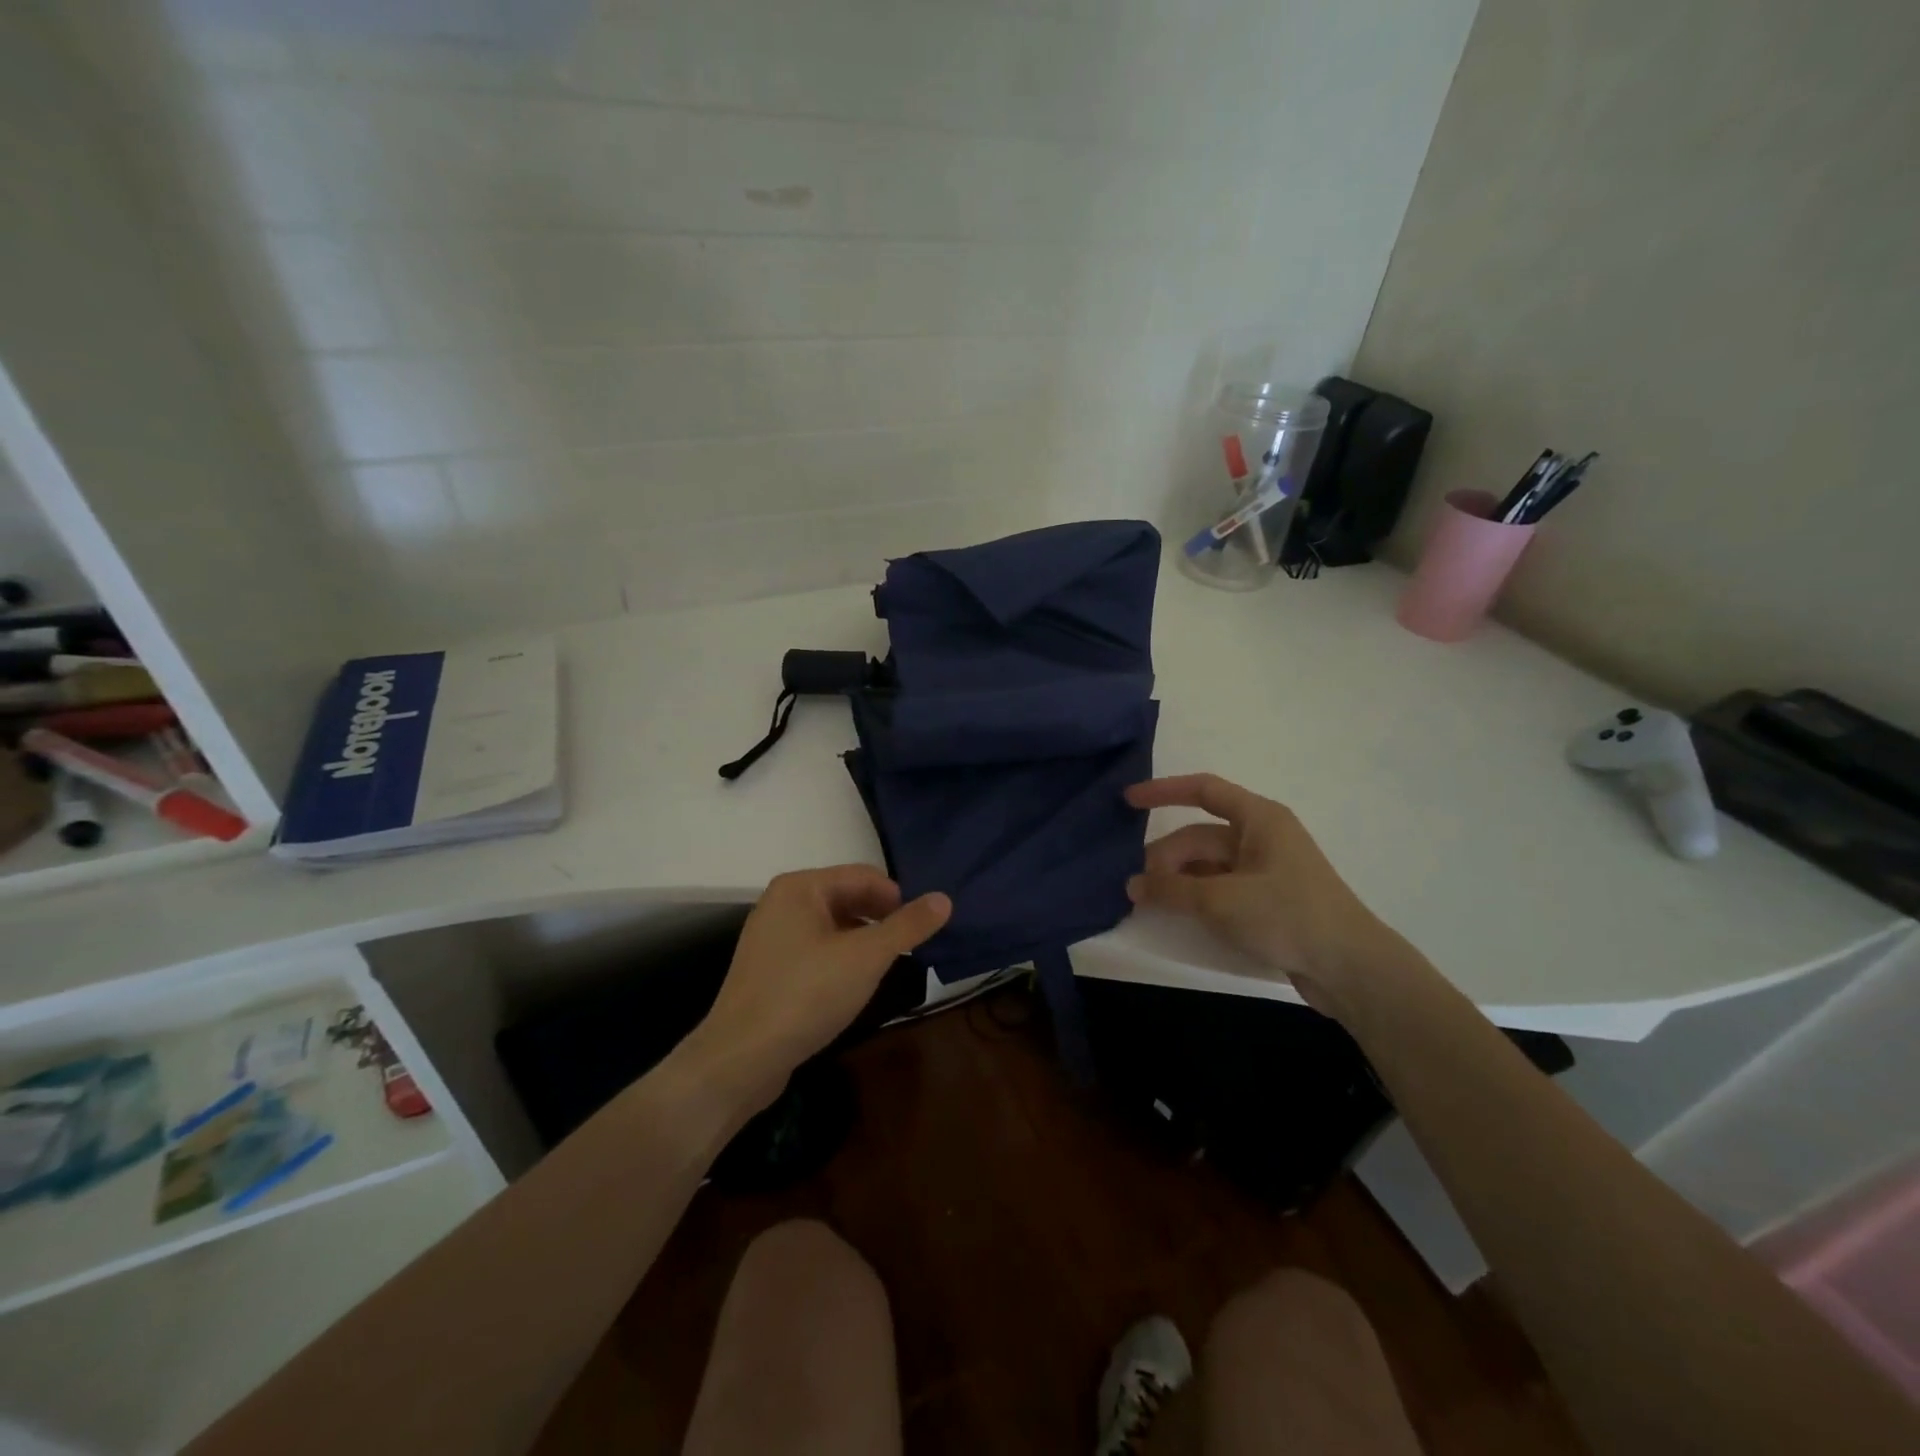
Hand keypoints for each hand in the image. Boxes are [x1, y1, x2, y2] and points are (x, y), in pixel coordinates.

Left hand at [694, 866, 950, 1102]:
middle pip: (846, 897)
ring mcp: (772, 936)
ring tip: (887, 967)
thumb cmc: (806, 995)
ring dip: (863, 940)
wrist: (740, 1059)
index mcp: (800, 887)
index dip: (897, 898)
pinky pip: (815, 949)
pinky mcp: (769, 968)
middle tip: (910, 948)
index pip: (863, 876)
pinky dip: (841, 958)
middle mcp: (782, 903)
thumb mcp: (866, 958)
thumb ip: (907, 926)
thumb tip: (944, 898)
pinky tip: (854, 985)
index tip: (922, 928)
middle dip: (881, 919)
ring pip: (832, 926)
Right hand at [1124, 774, 1416, 1018]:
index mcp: (1260, 819)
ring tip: (1148, 902)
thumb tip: (1132, 886)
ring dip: (1178, 880)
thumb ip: (1172, 890)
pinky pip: (1220, 887)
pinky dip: (1196, 896)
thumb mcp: (1221, 900)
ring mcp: (1266, 870)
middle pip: (1201, 836)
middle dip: (1166, 857)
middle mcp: (1262, 837)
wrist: (1351, 969)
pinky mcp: (1268, 901)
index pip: (1204, 791)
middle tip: (1135, 886)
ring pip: (1208, 864)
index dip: (1163, 791)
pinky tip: (1176, 913)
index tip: (1127, 801)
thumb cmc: (1288, 917)